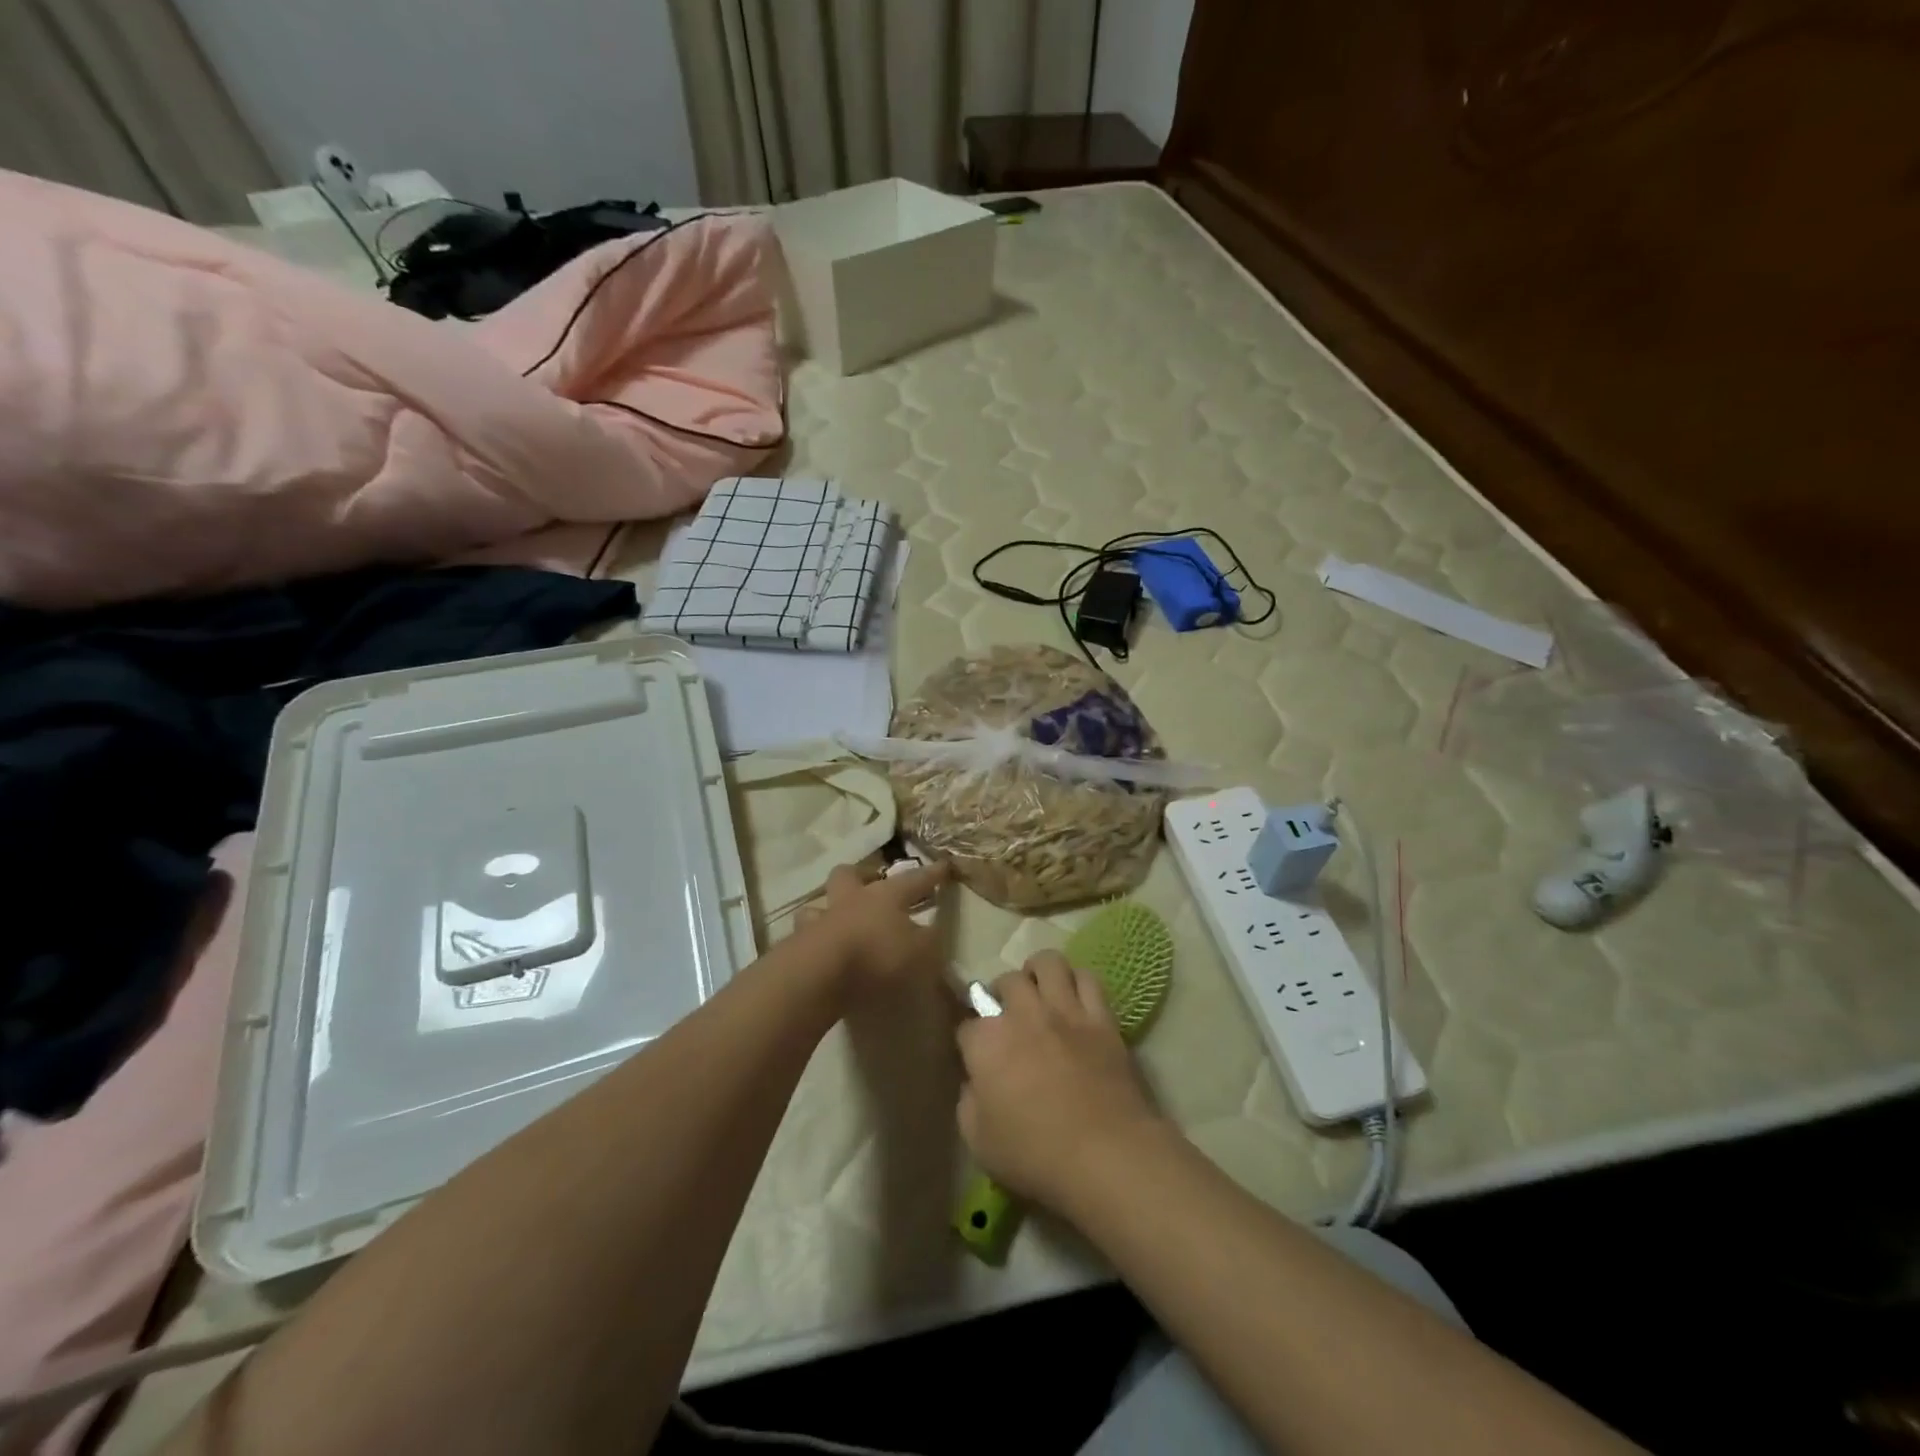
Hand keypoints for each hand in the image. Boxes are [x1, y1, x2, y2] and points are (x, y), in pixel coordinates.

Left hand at [798, 860, 949, 997]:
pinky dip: (814, 942)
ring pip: (819, 905)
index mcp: (885, 895)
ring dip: (828, 911)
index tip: (943, 865)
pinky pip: (806, 937)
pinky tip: (822, 954)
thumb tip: (933, 932)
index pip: (914, 879)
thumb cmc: (877, 956)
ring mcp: (820, 920)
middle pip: (850, 875)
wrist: (819, 975)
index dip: (931, 874)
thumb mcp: (920, 953)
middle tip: (871, 882)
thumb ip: (930, 942)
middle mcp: (850, 900)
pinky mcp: (798, 946)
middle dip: (862, 875)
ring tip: (837, 922)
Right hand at [955, 950, 1168, 1213]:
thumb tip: (975, 1082)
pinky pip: (1088, 979)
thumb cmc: (1036, 1155)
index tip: (975, 1056)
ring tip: (1039, 991)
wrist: (1107, 1155)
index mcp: (987, 1043)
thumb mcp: (979, 1142)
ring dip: (1038, 973)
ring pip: (1047, 963)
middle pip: (1006, 981)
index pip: (967, 1025)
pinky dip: (1077, 982)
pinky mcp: (1101, 1018)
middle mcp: (1023, 1014)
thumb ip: (968, 1103)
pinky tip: (1074, 998)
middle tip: (1007, 1016)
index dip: (969, 1040)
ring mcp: (1065, 1011)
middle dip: (1001, 994)